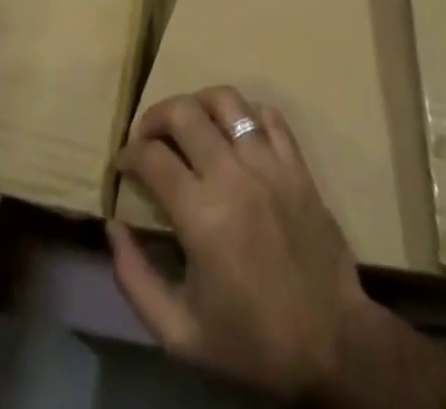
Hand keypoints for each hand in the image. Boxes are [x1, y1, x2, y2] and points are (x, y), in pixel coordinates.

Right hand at [109, 87, 371, 402]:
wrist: (333, 345)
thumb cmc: (253, 340)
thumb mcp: (180, 333)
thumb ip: (135, 279)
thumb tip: (113, 228)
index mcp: (201, 215)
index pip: (151, 157)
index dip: (128, 154)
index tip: (122, 164)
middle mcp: (232, 176)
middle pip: (184, 112)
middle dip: (155, 115)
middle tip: (148, 136)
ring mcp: (269, 164)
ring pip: (227, 100)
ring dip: (198, 103)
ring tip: (189, 123)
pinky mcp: (297, 165)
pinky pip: (269, 115)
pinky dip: (246, 113)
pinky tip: (235, 133)